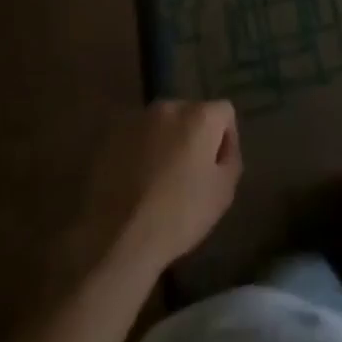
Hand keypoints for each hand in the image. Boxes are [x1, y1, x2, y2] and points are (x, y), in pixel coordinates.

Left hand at [82, 100, 241, 276]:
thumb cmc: (178, 215)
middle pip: (191, 114)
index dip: (226, 139)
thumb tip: (222, 148)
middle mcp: (169, 106)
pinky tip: (134, 182)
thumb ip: (231, 160)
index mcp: (200, 115)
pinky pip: (135, 137)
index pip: (224, 112)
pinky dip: (139, 152)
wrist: (115, 236)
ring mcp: (137, 118)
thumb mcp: (223, 194)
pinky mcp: (111, 135)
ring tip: (157, 181)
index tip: (217, 169)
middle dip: (193, 138)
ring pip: (161, 125)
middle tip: (188, 175)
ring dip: (165, 143)